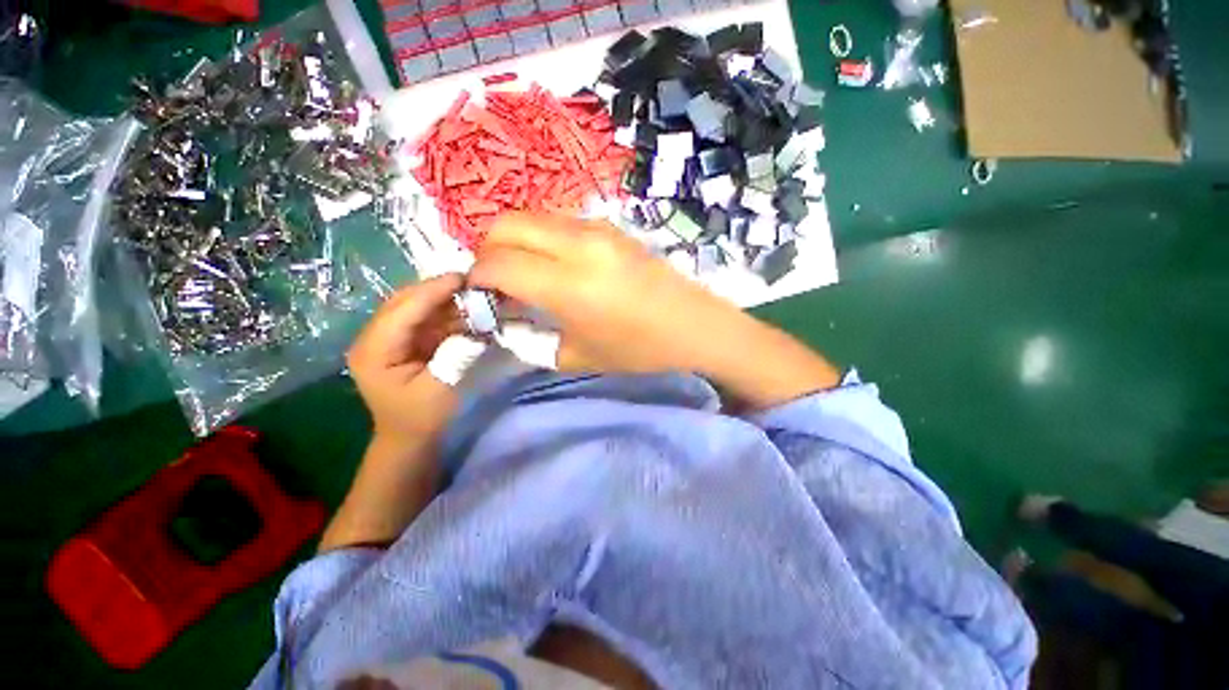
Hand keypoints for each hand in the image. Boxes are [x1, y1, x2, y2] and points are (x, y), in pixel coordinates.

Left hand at [347, 274, 463, 442]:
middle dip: (438, 289)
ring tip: (475, 292)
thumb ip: (456, 357)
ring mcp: (389, 337)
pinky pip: (426, 317)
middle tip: (473, 281)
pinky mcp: (404, 339)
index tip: (463, 277)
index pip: (402, 310)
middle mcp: (374, 337)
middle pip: (405, 301)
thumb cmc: (421, 418)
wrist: (409, 436)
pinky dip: (447, 311)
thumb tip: (477, 330)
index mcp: (373, 350)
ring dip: (445, 298)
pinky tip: (467, 309)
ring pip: (416, 305)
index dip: (432, 291)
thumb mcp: (440, 391)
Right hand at [470, 213, 741, 372]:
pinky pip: (559, 222)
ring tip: (528, 275)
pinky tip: (556, 265)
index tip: (480, 296)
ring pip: (532, 218)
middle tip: (499, 283)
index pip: (498, 263)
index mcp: (569, 284)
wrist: (693, 326)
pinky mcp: (611, 227)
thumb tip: (505, 318)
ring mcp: (597, 229)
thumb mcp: (578, 356)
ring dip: (517, 242)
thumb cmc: (639, 350)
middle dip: (489, 252)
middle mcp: (579, 245)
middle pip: (506, 225)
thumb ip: (532, 338)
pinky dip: (542, 238)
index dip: (477, 279)